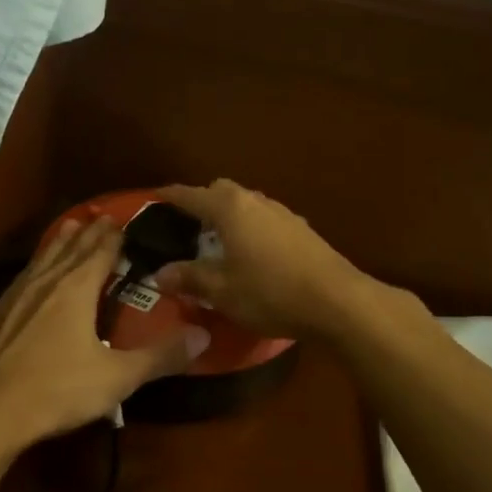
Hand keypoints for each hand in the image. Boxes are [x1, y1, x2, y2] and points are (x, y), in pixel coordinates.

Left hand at [0, 217, 207, 450]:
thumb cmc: (57, 388)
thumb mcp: (117, 377)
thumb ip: (161, 356)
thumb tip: (204, 336)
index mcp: (76, 289)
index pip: (99, 252)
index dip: (112, 237)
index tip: (122, 221)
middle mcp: (45, 282)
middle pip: (70, 248)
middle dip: (88, 233)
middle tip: (101, 217)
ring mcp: (16, 295)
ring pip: (43, 258)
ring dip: (60, 242)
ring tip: (68, 228)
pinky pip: (24, 276)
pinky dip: (37, 264)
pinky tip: (33, 275)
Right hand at [153, 180, 368, 340]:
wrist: (337, 301)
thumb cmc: (270, 292)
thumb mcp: (222, 291)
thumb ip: (189, 278)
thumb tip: (159, 274)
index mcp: (230, 209)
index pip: (191, 195)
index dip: (170, 197)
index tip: (155, 197)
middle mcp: (256, 201)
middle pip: (222, 190)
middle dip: (203, 202)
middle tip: (188, 226)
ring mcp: (283, 213)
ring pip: (247, 203)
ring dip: (230, 216)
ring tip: (218, 241)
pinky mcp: (302, 229)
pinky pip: (265, 219)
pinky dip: (251, 228)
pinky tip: (252, 254)